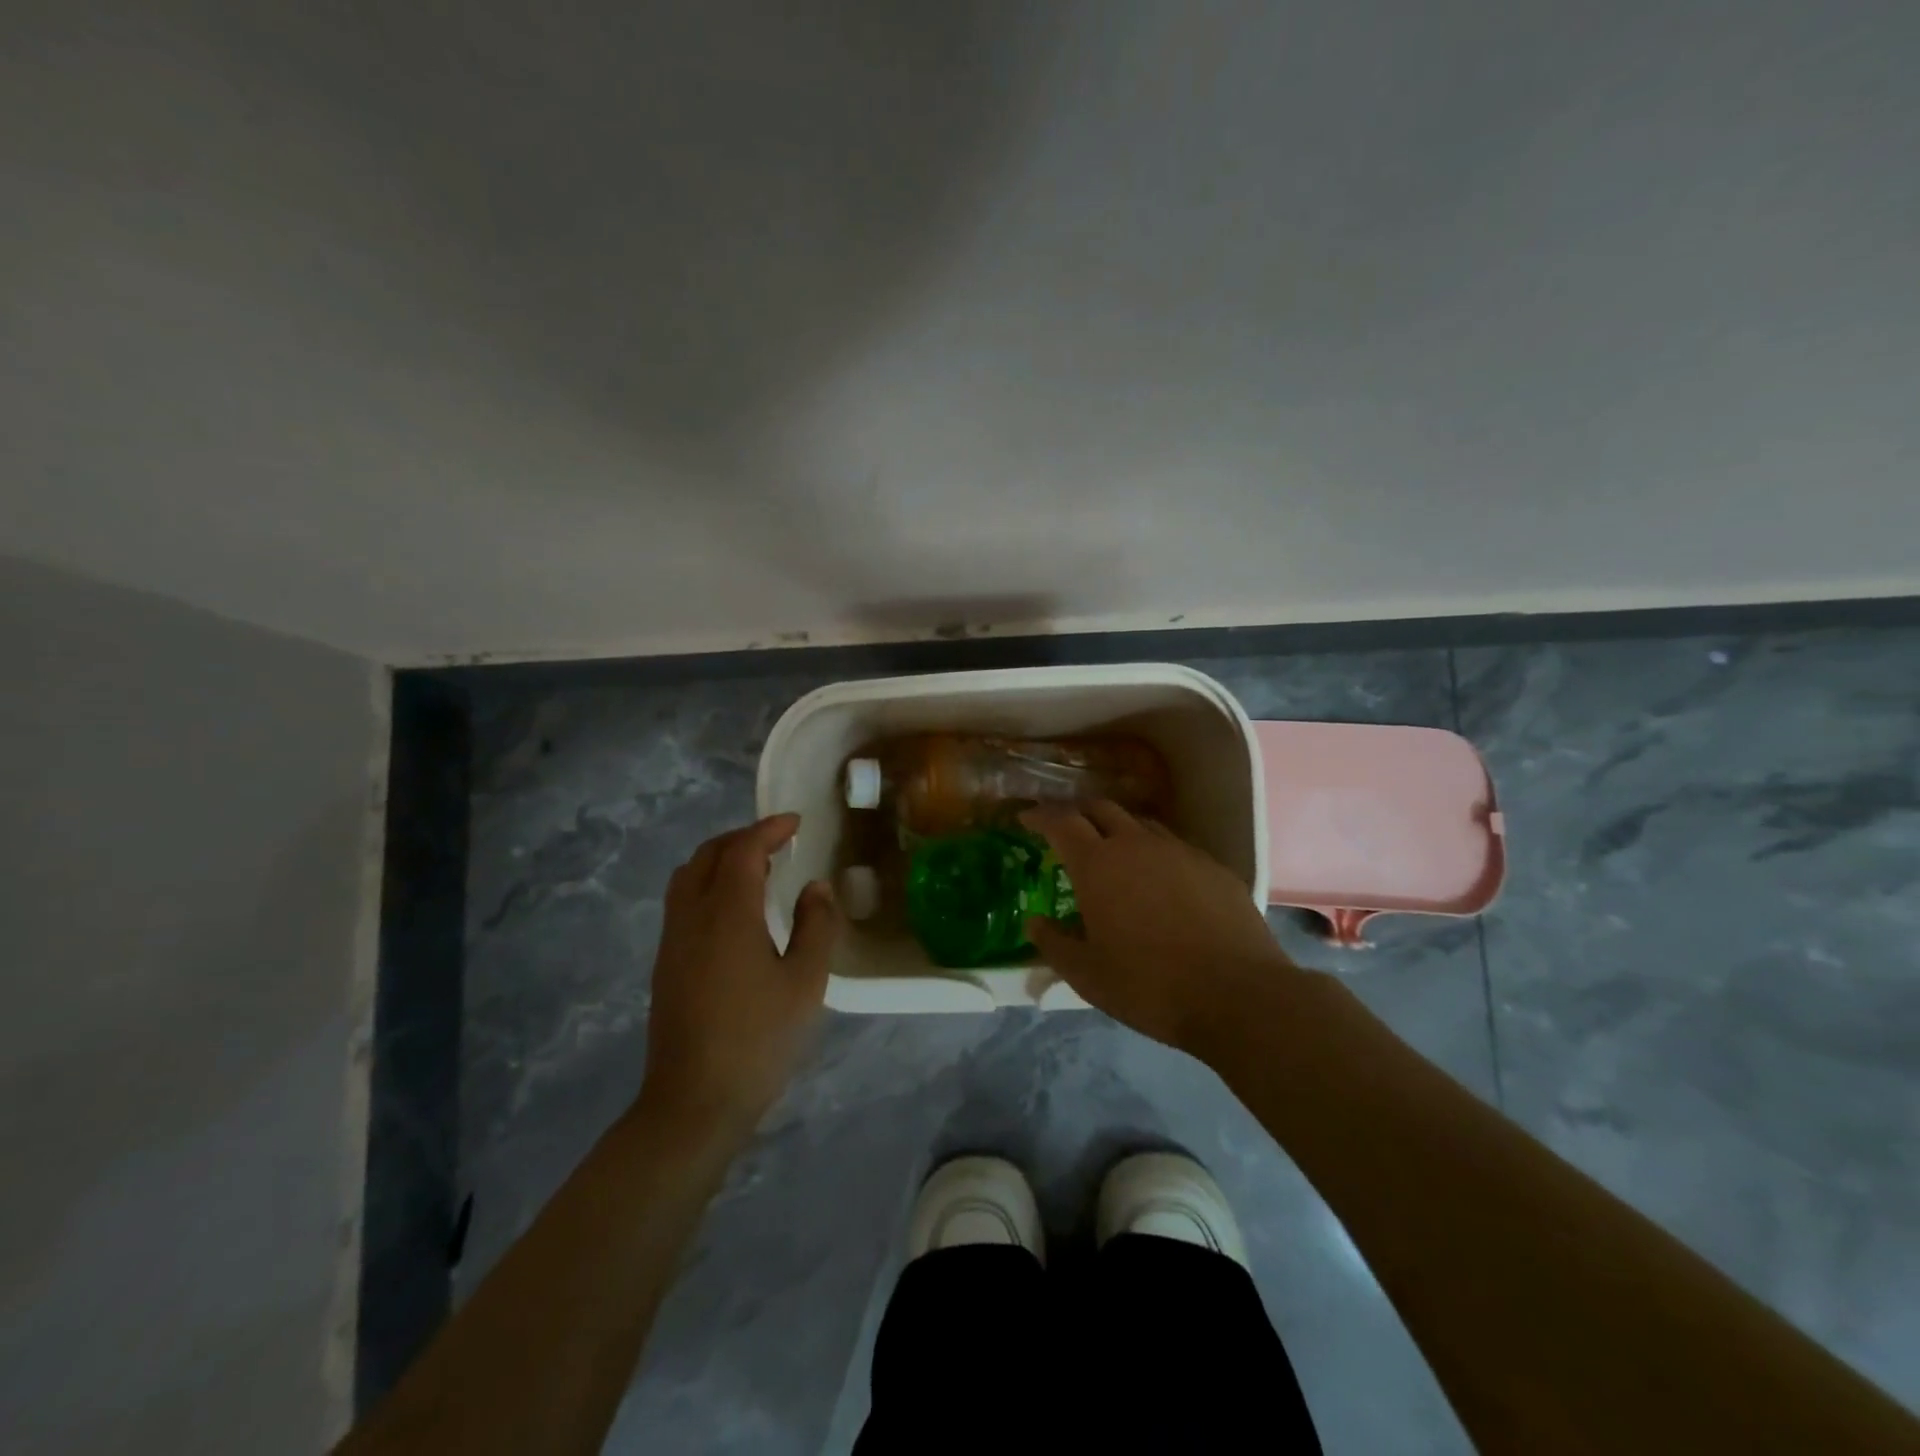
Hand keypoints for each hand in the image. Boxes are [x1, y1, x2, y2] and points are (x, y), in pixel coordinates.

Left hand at [638, 814, 840, 1141]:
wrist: (693, 1101)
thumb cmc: (758, 1039)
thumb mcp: (805, 983)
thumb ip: (816, 926)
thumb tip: (816, 887)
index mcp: (728, 913)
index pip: (744, 850)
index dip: (769, 829)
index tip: (796, 823)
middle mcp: (692, 916)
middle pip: (709, 854)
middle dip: (743, 838)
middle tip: (778, 842)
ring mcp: (673, 940)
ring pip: (689, 876)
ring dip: (721, 858)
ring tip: (757, 869)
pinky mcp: (666, 963)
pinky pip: (683, 900)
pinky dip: (708, 883)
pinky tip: (734, 910)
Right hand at [1021, 801, 1297, 1053]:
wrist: (1238, 995)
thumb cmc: (1149, 985)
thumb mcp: (1087, 975)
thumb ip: (1054, 944)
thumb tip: (1035, 922)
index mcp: (1098, 865)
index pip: (1061, 822)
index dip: (1039, 817)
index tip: (1026, 819)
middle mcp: (1136, 844)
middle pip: (1101, 809)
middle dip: (1079, 813)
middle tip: (1067, 830)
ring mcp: (1180, 851)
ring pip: (1141, 824)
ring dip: (1119, 829)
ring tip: (1113, 851)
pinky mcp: (1214, 866)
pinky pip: (1175, 847)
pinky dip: (1156, 852)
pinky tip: (1161, 880)